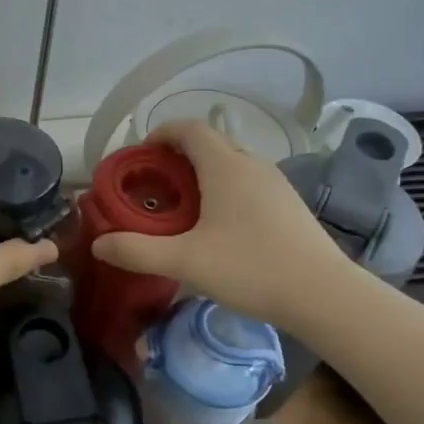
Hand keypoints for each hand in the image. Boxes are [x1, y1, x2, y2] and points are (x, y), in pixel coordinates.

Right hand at [89, 119, 351, 325]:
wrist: (324, 295)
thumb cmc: (250, 268)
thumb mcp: (185, 262)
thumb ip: (137, 251)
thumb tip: (98, 245)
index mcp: (225, 166)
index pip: (189, 128)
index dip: (160, 133)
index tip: (139, 156)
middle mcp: (252, 164)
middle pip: (209, 142)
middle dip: (177, 155)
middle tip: (153, 185)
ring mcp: (276, 183)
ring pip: (231, 162)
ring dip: (202, 173)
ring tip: (181, 206)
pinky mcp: (288, 204)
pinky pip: (248, 182)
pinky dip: (224, 188)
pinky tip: (218, 226)